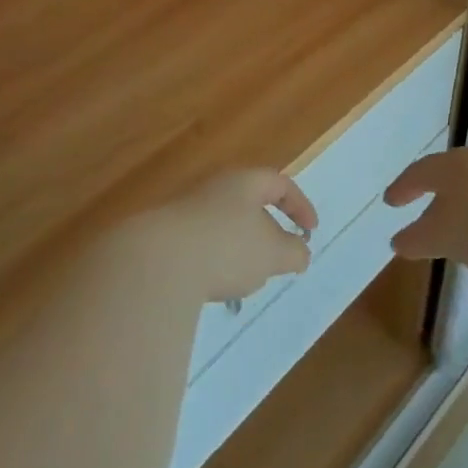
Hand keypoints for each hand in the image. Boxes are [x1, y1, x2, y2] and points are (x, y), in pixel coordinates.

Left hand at [130, 169, 318, 302]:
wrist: (157, 260)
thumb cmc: (226, 247)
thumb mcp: (272, 253)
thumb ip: (293, 251)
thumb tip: (301, 251)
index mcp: (244, 182)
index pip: (279, 183)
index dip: (300, 205)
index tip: (310, 231)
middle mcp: (215, 188)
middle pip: (249, 202)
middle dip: (267, 230)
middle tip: (279, 258)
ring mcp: (188, 210)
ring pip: (225, 225)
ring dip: (241, 248)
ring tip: (246, 278)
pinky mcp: (169, 236)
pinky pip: (203, 244)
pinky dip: (217, 261)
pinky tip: (214, 285)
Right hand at [385, 148, 467, 271]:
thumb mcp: (445, 238)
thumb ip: (418, 240)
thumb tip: (398, 241)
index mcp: (449, 167)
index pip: (417, 174)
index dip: (402, 188)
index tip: (390, 202)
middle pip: (449, 175)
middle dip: (436, 195)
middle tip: (425, 212)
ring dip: (467, 205)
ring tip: (464, 227)